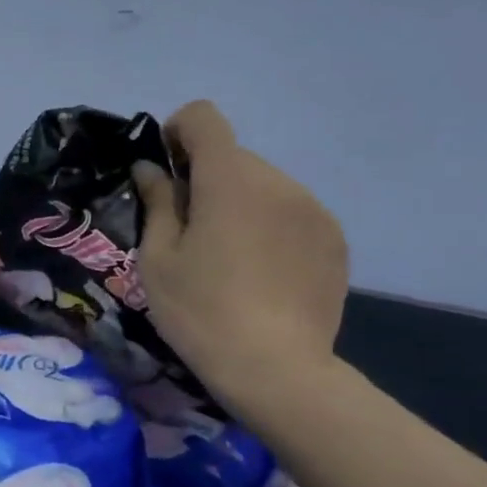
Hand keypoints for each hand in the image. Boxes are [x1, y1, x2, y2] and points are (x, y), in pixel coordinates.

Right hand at [133, 101, 347, 421]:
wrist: (276, 369)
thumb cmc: (201, 311)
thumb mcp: (158, 258)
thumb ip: (157, 202)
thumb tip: (152, 169)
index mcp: (229, 180)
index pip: (205, 118)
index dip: (178, 132)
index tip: (167, 170)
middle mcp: (277, 181)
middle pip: (233, 157)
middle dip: (206, 179)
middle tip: (190, 230)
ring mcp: (312, 209)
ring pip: (263, 185)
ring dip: (239, 203)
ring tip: (229, 258)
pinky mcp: (333, 239)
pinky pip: (290, 213)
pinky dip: (269, 226)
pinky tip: (261, 273)